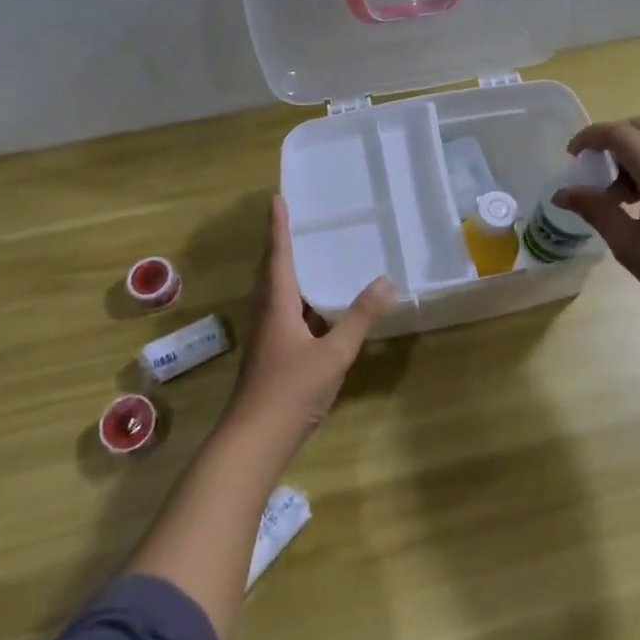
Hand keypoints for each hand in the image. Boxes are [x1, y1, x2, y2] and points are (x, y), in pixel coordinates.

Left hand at [226, 196, 394, 445]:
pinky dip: (296, 299)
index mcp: (277, 305)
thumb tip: (385, 281)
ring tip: (306, 256)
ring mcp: (265, 337)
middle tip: (292, 221)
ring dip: (286, 272)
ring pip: (274, 294)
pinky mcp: (269, 355)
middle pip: (270, 271)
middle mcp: (266, 314)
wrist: (254, 441)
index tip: (276, 199)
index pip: (277, 256)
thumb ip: (360, 317)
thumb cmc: (292, 390)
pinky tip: (314, 309)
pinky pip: (282, 313)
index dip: (278, 227)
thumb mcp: (334, 352)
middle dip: (279, 245)